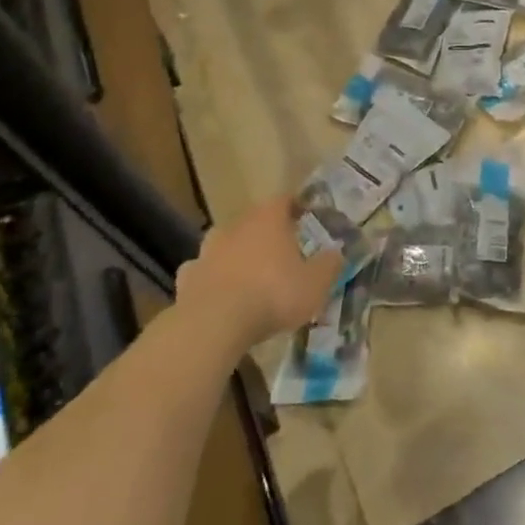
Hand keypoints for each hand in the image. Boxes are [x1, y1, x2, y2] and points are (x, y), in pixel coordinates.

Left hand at [174, 196, 342, 347]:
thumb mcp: (316, 283)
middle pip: (254, 220)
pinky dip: (212, 278)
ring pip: (225, 244)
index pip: (284, 200)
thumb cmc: (273, 294)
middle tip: (281, 250)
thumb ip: (329, 264)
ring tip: (250, 274)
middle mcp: (236, 226)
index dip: (296, 207)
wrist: (214, 324)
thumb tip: (337, 252)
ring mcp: (207, 250)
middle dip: (267, 232)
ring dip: (237, 253)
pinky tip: (221, 294)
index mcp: (269, 219)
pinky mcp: (186, 277)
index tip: (306, 217)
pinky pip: (203, 271)